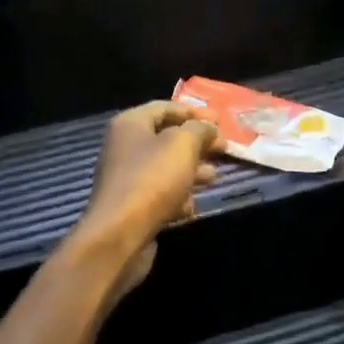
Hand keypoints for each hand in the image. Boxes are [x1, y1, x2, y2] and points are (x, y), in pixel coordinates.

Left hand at [73, 101, 220, 299]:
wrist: (119, 235)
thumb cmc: (152, 180)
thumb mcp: (183, 145)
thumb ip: (200, 129)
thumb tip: (209, 127)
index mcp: (131, 124)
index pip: (166, 108)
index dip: (195, 112)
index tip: (221, 121)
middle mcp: (124, 147)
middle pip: (167, 139)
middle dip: (197, 144)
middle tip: (223, 150)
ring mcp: (127, 179)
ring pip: (166, 168)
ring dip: (192, 171)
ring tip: (214, 177)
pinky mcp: (132, 207)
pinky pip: (160, 195)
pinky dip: (177, 198)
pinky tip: (191, 206)